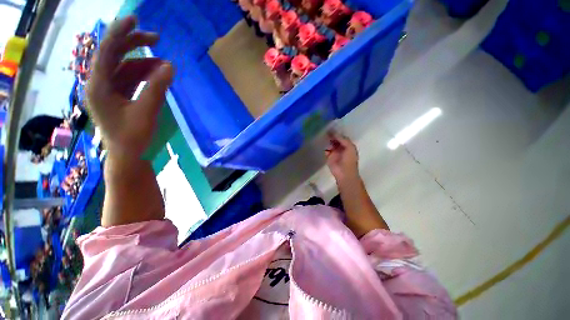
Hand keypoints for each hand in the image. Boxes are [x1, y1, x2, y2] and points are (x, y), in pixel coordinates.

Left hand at [87, 16, 173, 158]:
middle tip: (156, 39)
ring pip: (124, 67)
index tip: (135, 20)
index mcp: (99, 86)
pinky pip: (130, 78)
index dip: (119, 33)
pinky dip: (144, 75)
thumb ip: (157, 88)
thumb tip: (169, 66)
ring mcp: (109, 90)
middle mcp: (100, 84)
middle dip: (134, 45)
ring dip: (144, 63)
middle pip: (114, 55)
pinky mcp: (118, 97)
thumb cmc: (133, 137)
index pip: (106, 51)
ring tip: (164, 65)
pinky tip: (157, 76)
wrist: (128, 156)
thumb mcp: (146, 112)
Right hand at [325, 132, 359, 183]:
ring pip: (329, 144)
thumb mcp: (350, 148)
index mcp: (347, 145)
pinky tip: (320, 143)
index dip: (337, 133)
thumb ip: (343, 139)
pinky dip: (323, 147)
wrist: (344, 173)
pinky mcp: (328, 157)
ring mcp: (334, 152)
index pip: (341, 137)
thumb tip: (335, 133)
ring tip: (321, 135)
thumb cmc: (349, 160)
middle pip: (335, 140)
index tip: (330, 128)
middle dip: (331, 136)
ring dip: (326, 141)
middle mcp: (341, 148)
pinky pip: (325, 150)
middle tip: (324, 131)